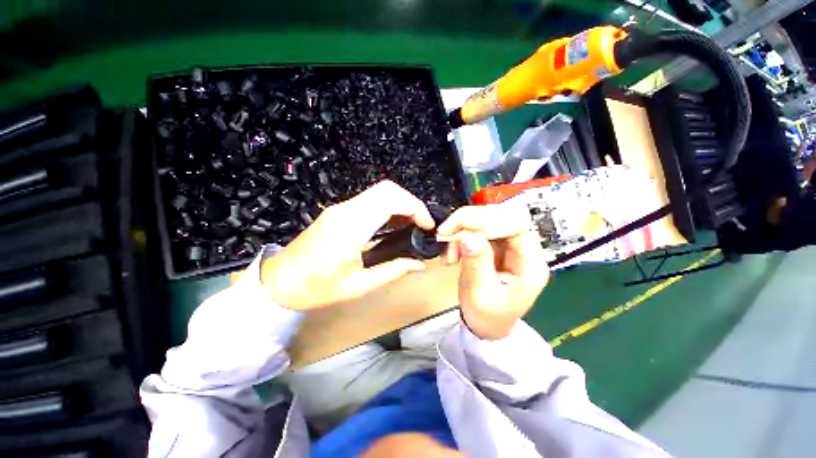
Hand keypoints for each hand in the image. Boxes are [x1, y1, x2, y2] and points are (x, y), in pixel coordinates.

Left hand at [260, 181, 434, 310]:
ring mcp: (341, 208)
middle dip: (411, 202)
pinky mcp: (339, 212)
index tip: (427, 225)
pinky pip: (370, 200)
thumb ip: (393, 271)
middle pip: (387, 189)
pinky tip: (393, 225)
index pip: (391, 200)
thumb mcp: (359, 285)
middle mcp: (346, 210)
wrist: (279, 282)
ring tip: (412, 225)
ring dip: (400, 204)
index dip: (415, 208)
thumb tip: (419, 264)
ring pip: (379, 192)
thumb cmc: (317, 288)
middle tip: (421, 224)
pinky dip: (388, 207)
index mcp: (352, 227)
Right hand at [436, 204, 548, 339]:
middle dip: (469, 221)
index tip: (462, 225)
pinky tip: (451, 253)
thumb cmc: (488, 317)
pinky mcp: (493, 246)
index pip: (516, 226)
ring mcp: (507, 246)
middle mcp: (522, 249)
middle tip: (445, 232)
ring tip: (448, 249)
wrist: (485, 327)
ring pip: (484, 221)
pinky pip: (475, 230)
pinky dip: (459, 236)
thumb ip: (476, 263)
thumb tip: (468, 236)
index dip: (489, 220)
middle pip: (499, 217)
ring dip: (461, 229)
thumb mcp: (481, 293)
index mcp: (531, 263)